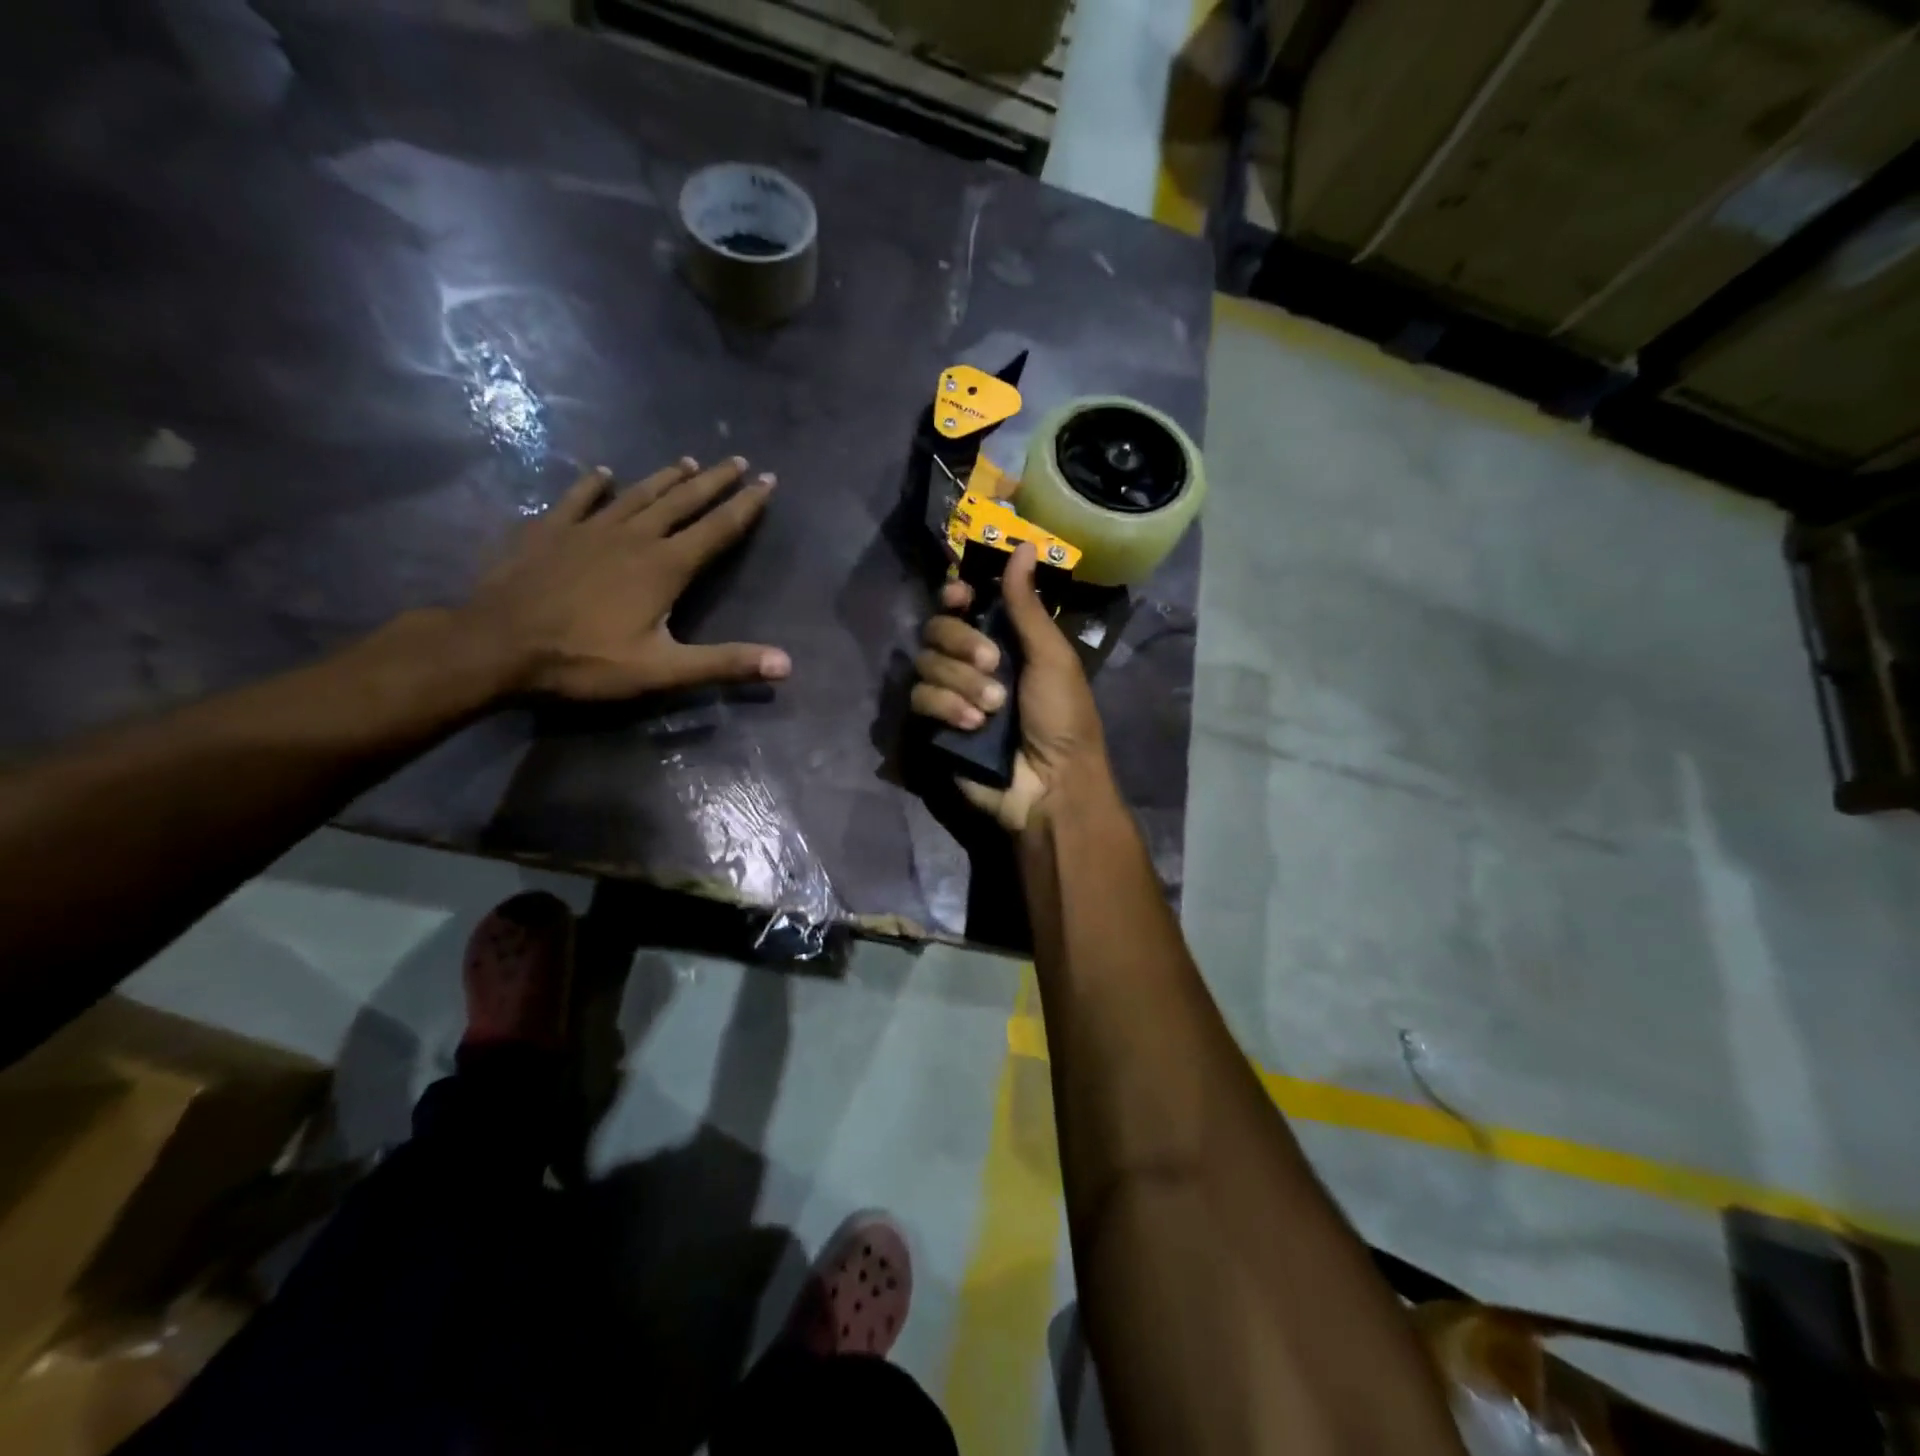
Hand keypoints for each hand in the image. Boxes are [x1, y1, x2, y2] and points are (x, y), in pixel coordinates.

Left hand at [460, 456, 788, 700]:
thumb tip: (787, 664)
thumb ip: (725, 664)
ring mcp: (587, 529)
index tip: (768, 480)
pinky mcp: (548, 530)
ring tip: (687, 461)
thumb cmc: (585, 661)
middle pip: (682, 501)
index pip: (718, 529)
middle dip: (713, 481)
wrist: (496, 646)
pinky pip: (577, 498)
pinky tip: (601, 472)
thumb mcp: (663, 670)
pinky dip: (592, 484)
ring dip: (665, 478)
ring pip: (637, 494)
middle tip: (737, 460)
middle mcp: (633, 537)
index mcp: (664, 567)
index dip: (746, 505)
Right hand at [911, 542, 1109, 831]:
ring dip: (960, 681)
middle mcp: (971, 663)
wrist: (1052, 784)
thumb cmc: (1064, 718)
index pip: (962, 606)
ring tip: (992, 708)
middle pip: (937, 629)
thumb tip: (1024, 545)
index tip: (959, 596)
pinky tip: (971, 725)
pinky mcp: (934, 726)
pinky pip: (919, 699)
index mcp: (1003, 641)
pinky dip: (945, 707)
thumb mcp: (1052, 656)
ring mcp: (950, 695)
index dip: (955, 596)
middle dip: (961, 642)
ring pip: (925, 663)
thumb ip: (1027, 604)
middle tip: (992, 662)